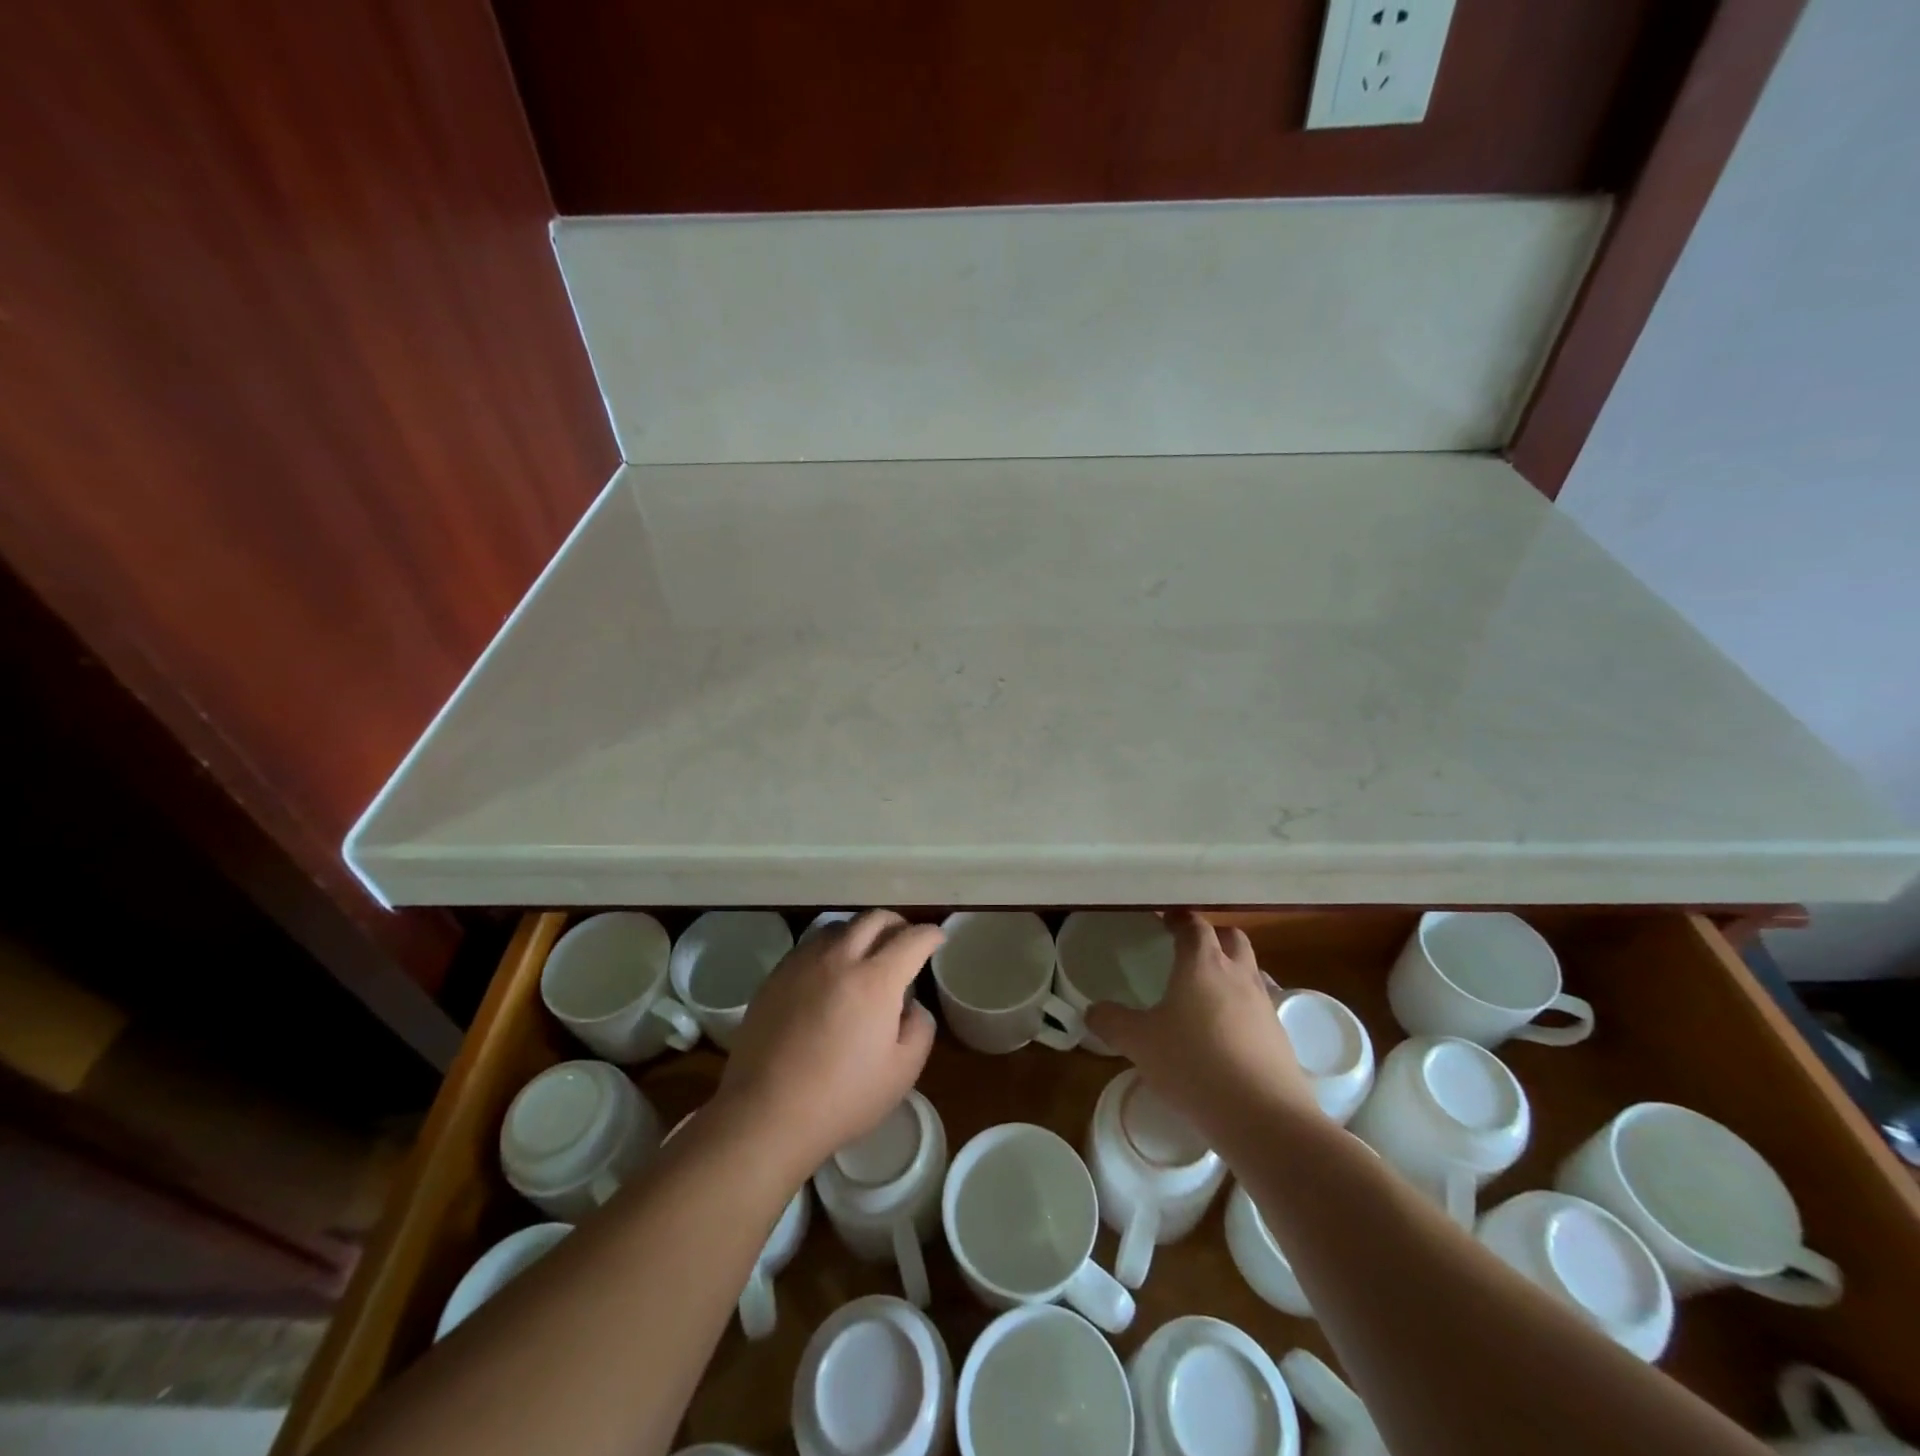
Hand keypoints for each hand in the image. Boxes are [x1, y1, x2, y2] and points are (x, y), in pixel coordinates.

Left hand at [715, 910, 939, 1179]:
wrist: (766, 1112)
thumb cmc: (842, 1097)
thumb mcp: (902, 1072)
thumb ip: (919, 1028)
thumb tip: (911, 1005)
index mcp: (877, 979)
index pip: (912, 938)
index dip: (931, 935)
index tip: (937, 939)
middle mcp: (840, 958)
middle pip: (875, 919)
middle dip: (898, 923)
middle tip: (905, 940)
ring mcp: (804, 963)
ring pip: (840, 926)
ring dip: (862, 932)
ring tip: (866, 953)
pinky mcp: (776, 976)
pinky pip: (811, 945)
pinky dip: (830, 948)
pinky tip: (829, 972)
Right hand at [1085, 913, 1316, 1141]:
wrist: (1263, 1117)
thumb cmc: (1194, 1064)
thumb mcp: (1139, 1043)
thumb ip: (1112, 1022)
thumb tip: (1092, 1011)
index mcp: (1202, 964)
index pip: (1194, 925)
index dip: (1179, 919)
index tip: (1165, 920)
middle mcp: (1238, 974)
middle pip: (1232, 938)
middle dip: (1212, 936)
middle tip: (1189, 948)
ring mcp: (1264, 1005)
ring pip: (1250, 970)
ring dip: (1231, 969)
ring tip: (1206, 991)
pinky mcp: (1279, 1036)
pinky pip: (1259, 1006)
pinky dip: (1242, 1007)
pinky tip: (1225, 1032)